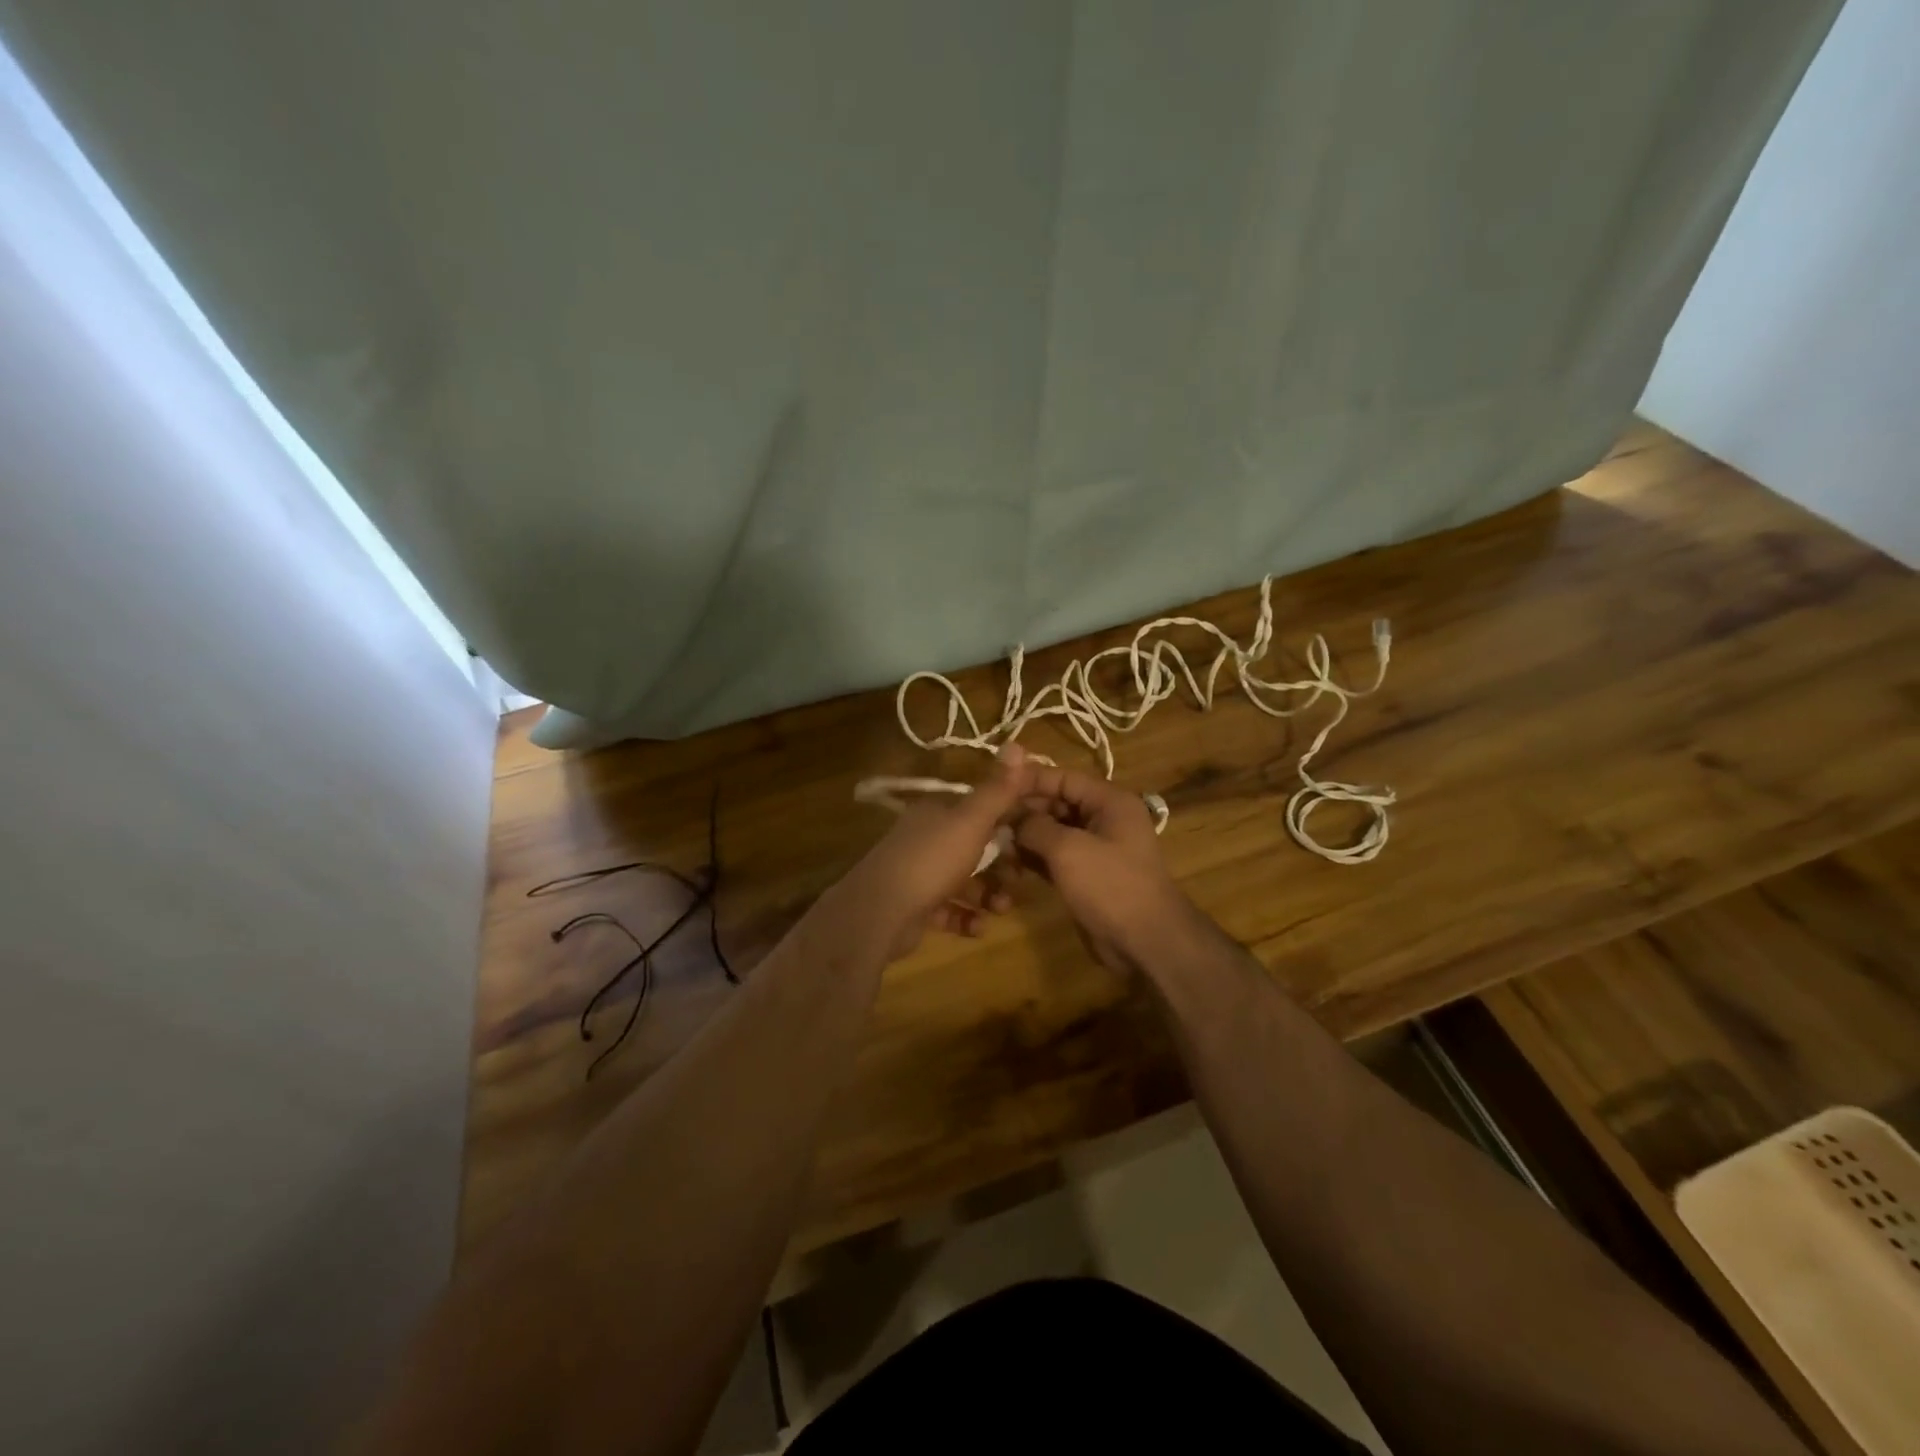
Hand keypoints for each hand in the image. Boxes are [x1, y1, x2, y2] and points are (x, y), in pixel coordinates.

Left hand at [828, 746, 1038, 960]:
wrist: (880, 912)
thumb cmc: (931, 859)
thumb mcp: (971, 820)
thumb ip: (997, 789)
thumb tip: (1018, 743)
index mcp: (938, 811)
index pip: (981, 808)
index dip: (1010, 818)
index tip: (1036, 835)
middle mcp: (926, 837)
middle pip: (974, 847)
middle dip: (1002, 864)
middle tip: (1021, 879)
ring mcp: (919, 873)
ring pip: (964, 881)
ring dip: (988, 894)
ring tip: (1001, 908)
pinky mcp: (915, 906)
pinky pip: (949, 909)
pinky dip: (966, 917)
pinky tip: (978, 926)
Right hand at [1012, 766, 1194, 973]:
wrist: (1147, 943)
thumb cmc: (1111, 886)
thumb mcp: (1068, 850)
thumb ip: (1035, 826)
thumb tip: (1012, 818)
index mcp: (1109, 801)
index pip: (1063, 778)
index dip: (1029, 779)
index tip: (995, 785)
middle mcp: (1105, 819)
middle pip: (1058, 802)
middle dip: (1025, 809)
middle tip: (989, 818)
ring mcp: (1096, 848)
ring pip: (1054, 831)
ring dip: (1026, 835)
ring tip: (993, 839)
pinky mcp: (1087, 875)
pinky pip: (1056, 856)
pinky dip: (1035, 857)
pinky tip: (1008, 861)